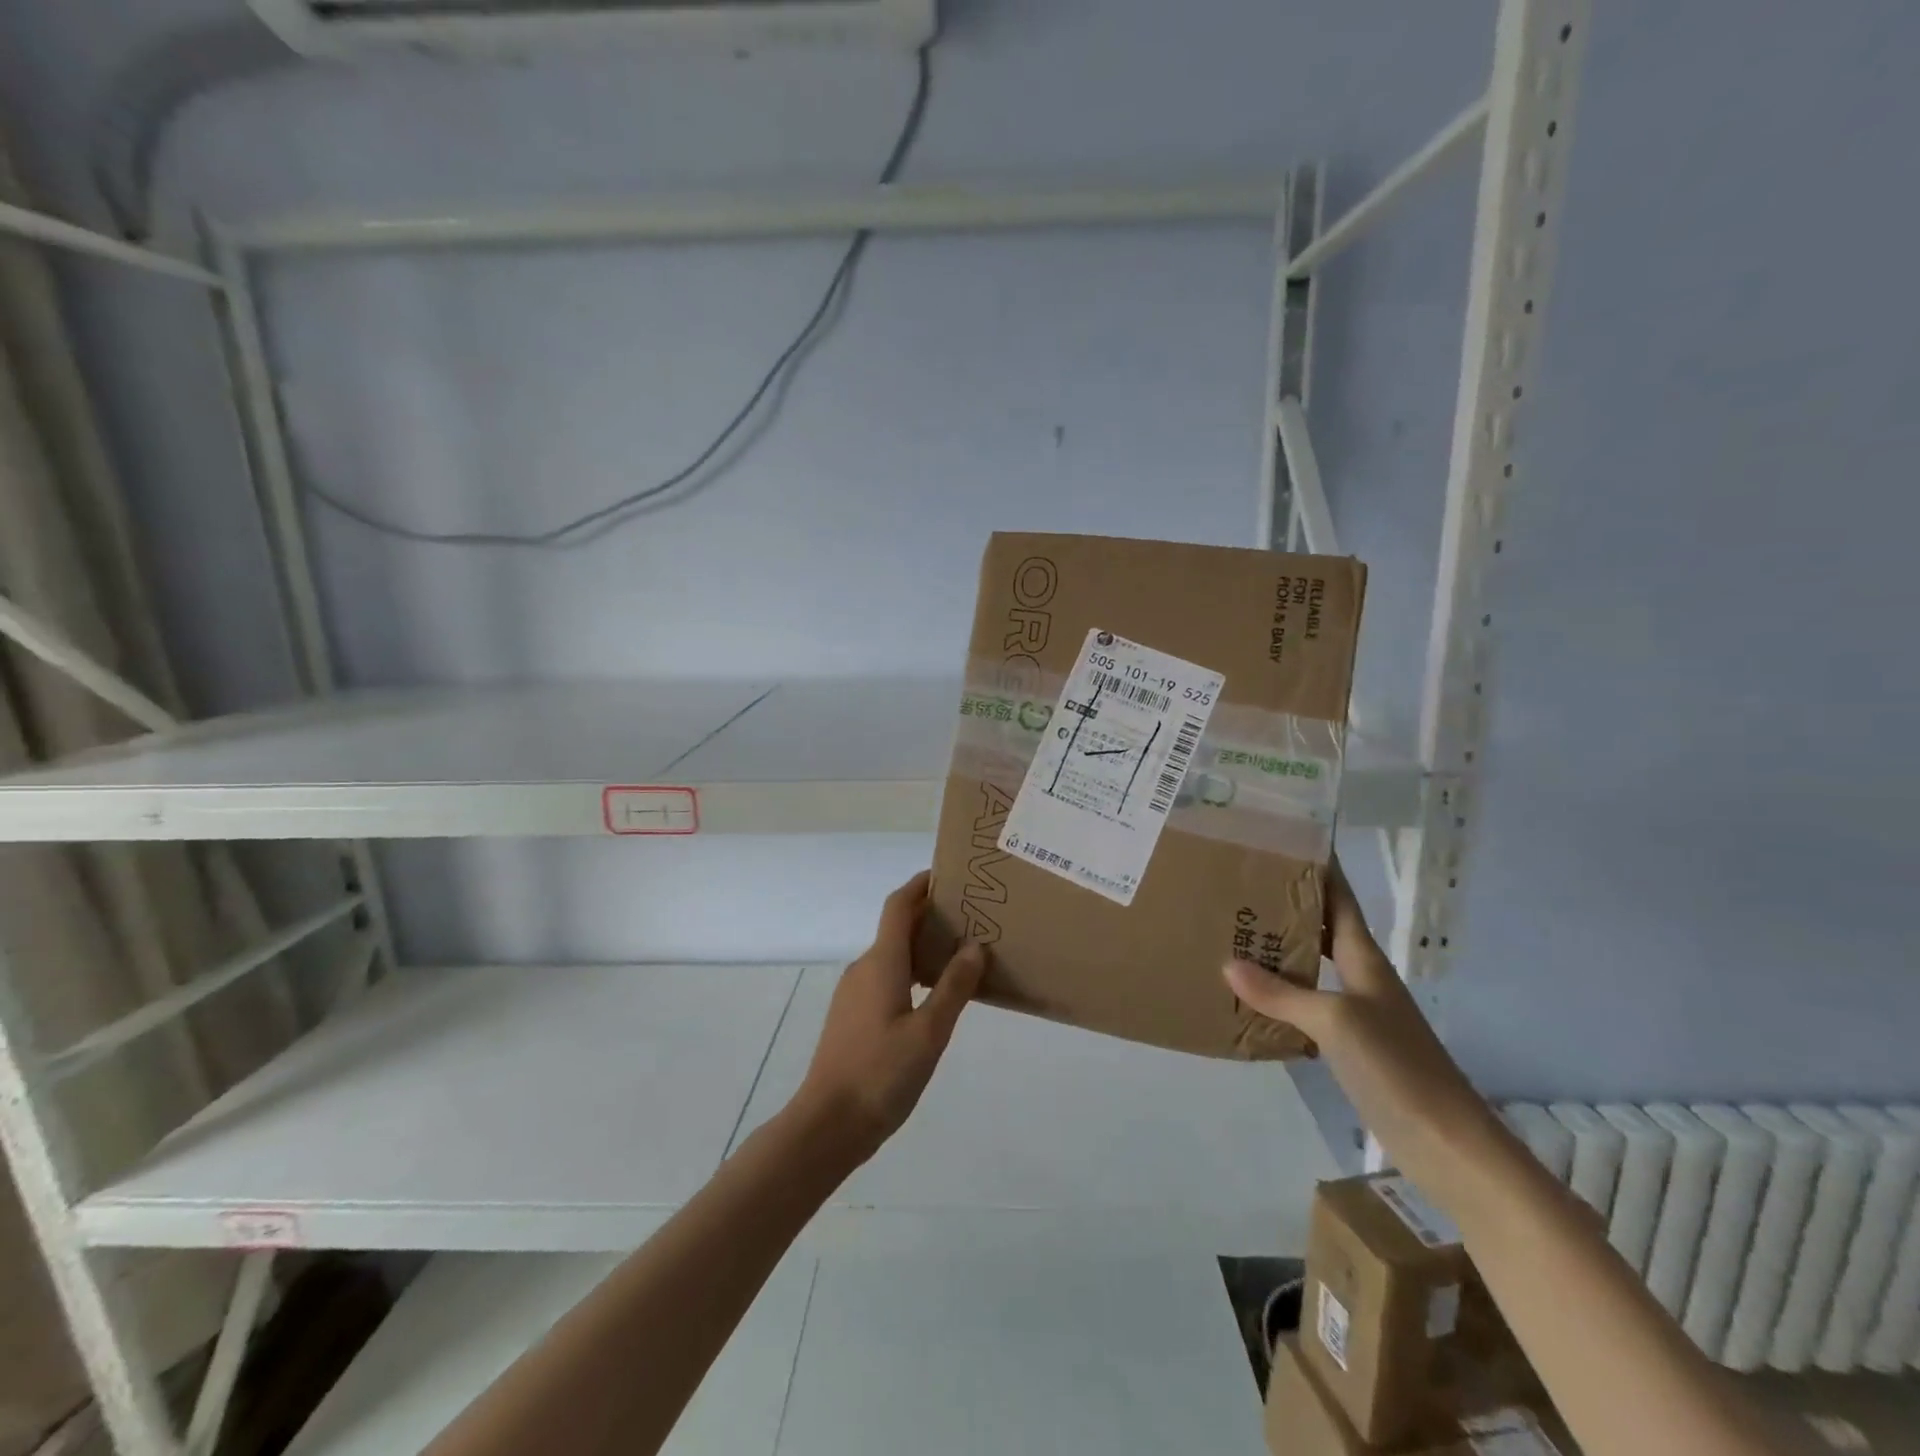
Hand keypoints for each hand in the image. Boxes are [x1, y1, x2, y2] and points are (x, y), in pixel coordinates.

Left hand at [791, 871, 987, 1166]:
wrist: (827, 1125)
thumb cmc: (881, 1074)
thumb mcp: (929, 1032)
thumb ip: (954, 987)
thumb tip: (974, 946)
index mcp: (882, 962)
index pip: (899, 905)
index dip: (920, 885)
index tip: (949, 875)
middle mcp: (864, 968)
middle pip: (897, 928)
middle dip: (930, 916)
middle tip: (970, 917)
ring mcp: (854, 993)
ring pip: (892, 955)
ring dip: (922, 946)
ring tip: (961, 954)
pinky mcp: (852, 1016)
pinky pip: (886, 977)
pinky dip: (911, 972)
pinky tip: (935, 995)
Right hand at [1222, 858, 1506, 1205]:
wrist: (1448, 1145)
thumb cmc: (1398, 1068)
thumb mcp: (1335, 1022)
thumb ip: (1282, 993)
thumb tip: (1229, 964)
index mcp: (1364, 961)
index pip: (1340, 900)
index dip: (1320, 869)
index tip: (1289, 839)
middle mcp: (1360, 979)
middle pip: (1322, 929)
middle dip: (1286, 905)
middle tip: (1239, 884)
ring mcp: (1356, 1014)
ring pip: (1310, 967)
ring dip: (1278, 950)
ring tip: (1233, 933)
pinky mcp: (1349, 1047)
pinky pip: (1305, 1005)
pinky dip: (1278, 995)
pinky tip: (1249, 999)